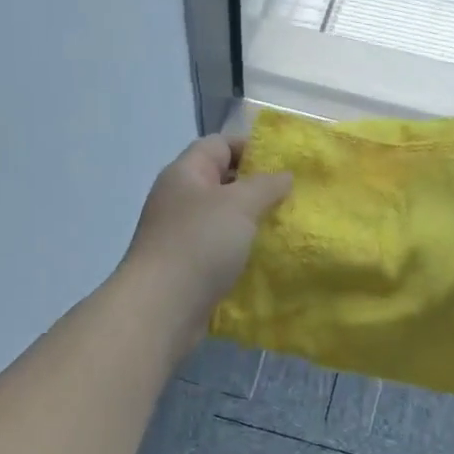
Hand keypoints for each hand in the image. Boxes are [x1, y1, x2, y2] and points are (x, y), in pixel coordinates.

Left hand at [120, 135, 292, 332]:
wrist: (162, 308)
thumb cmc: (200, 243)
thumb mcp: (240, 204)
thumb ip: (266, 185)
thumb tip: (284, 175)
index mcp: (185, 173)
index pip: (219, 145)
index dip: (251, 147)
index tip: (284, 164)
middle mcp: (179, 199)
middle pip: (222, 181)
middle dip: (257, 187)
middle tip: (292, 197)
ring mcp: (181, 234)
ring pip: (223, 218)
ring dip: (252, 222)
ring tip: (286, 227)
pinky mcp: (187, 266)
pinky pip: (220, 249)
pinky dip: (242, 250)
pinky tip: (267, 258)